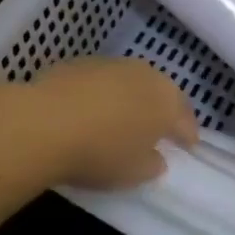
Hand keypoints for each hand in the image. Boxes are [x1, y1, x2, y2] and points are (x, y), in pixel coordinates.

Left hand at [27, 58, 197, 189]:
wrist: (46, 122)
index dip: (188, 134)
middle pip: (161, 93)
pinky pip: (103, 80)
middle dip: (162, 110)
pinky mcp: (82, 62)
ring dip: (132, 97)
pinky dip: (103, 92)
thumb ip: (152, 165)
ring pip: (132, 81)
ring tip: (124, 117)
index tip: (188, 146)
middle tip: (159, 128)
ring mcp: (113, 64)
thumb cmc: (100, 153)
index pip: (185, 119)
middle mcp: (145, 75)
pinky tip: (92, 108)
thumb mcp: (133, 173)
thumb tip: (156, 158)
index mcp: (166, 102)